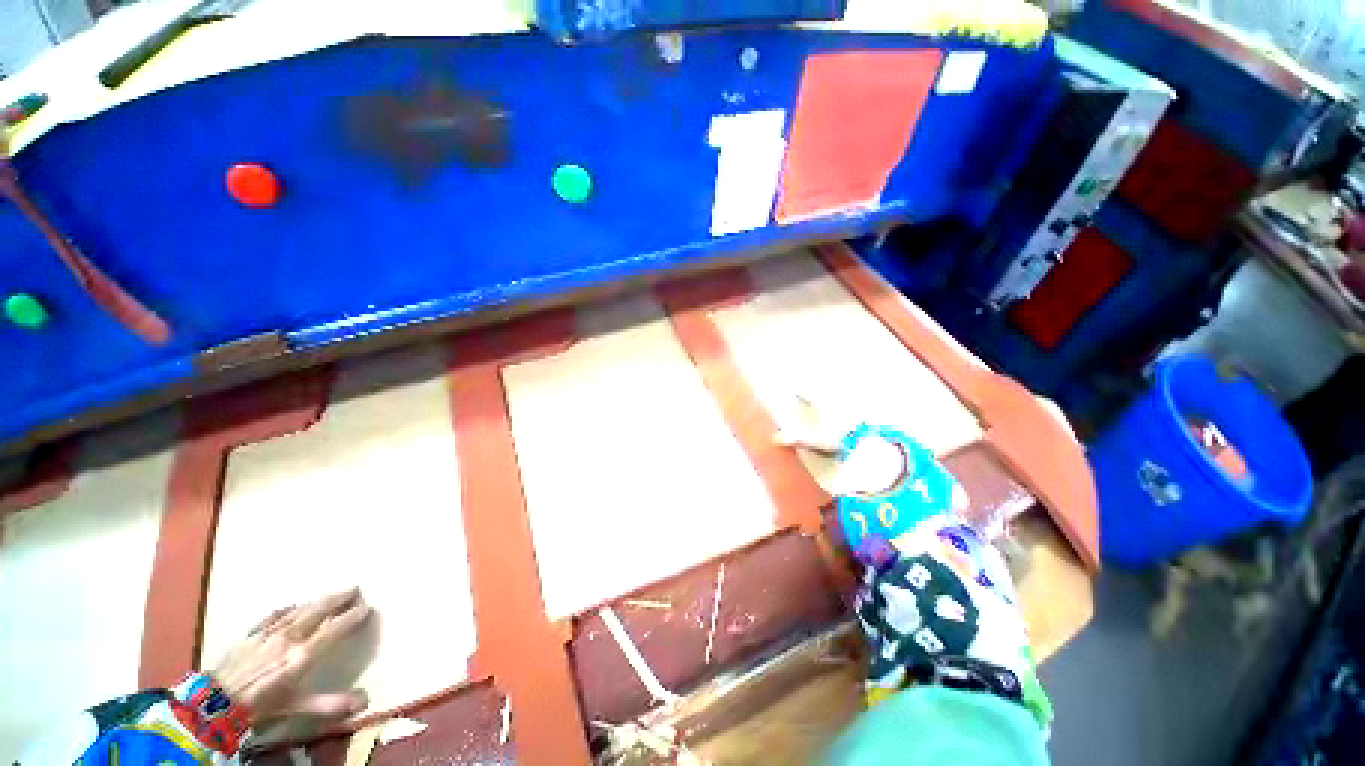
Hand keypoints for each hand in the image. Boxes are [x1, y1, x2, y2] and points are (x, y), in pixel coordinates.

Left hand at [209, 588, 372, 724]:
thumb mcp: (295, 709)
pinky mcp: (252, 634)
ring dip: (319, 600)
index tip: (367, 608)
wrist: (214, 702)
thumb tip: (366, 701)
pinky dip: (290, 608)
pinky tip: (295, 605)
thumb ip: (329, 704)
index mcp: (303, 654)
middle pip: (319, 612)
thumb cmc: (260, 707)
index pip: (335, 630)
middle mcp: (291, 637)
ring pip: (300, 610)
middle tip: (356, 588)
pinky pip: (276, 615)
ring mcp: (270, 633)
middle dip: (339, 599)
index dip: (352, 618)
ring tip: (333, 592)